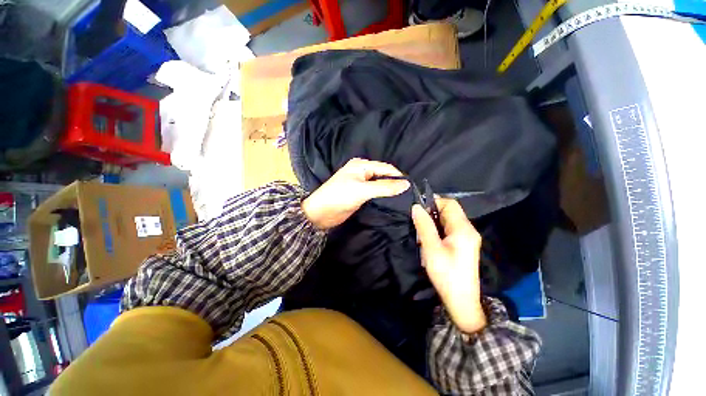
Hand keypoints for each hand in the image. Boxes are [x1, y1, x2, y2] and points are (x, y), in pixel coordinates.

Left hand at [302, 158, 409, 229]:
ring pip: (380, 185)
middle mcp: (362, 172)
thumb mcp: (362, 190)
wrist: (320, 213)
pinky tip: (392, 202)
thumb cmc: (339, 197)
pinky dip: (383, 196)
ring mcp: (361, 184)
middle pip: (384, 176)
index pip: (386, 168)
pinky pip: (375, 193)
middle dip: (395, 184)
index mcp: (362, 165)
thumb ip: (385, 187)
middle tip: (409, 195)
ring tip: (404, 200)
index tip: (412, 188)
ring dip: (390, 191)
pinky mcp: (360, 195)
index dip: (399, 177)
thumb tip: (406, 184)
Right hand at [412, 199, 485, 333]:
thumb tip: (416, 207)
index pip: (450, 204)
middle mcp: (468, 230)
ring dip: (433, 223)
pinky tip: (428, 240)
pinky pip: (448, 230)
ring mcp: (467, 237)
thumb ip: (424, 226)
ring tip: (421, 233)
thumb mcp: (431, 248)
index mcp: (463, 229)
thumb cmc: (446, 274)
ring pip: (447, 220)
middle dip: (432, 214)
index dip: (433, 202)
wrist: (461, 300)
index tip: (418, 209)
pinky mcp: (463, 245)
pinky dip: (437, 230)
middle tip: (417, 224)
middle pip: (449, 211)